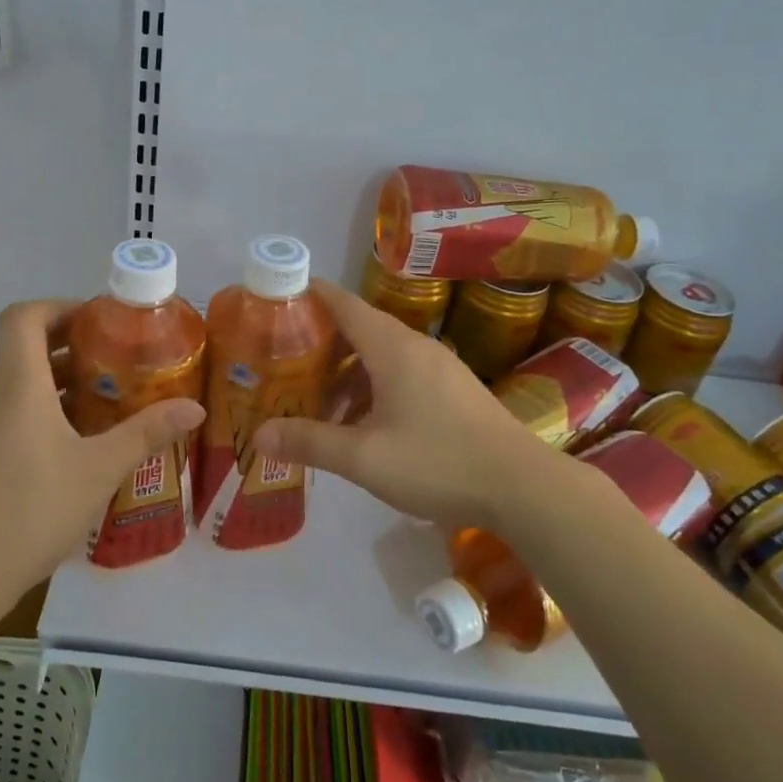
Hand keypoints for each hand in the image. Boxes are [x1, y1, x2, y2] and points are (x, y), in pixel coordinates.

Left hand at [0, 299, 205, 615]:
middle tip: (113, 361)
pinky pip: (5, 412)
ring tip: (100, 401)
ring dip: (54, 380)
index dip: (58, 307)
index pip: (23, 316)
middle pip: (22, 347)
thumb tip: (194, 407)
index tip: (96, 322)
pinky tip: (68, 447)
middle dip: (68, 345)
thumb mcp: (99, 470)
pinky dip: (36, 409)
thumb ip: (146, 433)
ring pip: (15, 382)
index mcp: (17, 383)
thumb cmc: (31, 511)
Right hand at [253, 280, 547, 528]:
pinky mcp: (454, 389)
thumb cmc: (438, 461)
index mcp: (392, 348)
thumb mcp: (365, 458)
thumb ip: (311, 442)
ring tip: (319, 401)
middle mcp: (415, 346)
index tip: (279, 295)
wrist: (523, 486)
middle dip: (322, 341)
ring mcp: (440, 367)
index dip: (311, 294)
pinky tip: (364, 422)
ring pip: (381, 354)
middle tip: (285, 360)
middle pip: (360, 328)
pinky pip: (402, 372)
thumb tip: (259, 434)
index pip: (344, 303)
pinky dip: (373, 385)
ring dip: (348, 371)